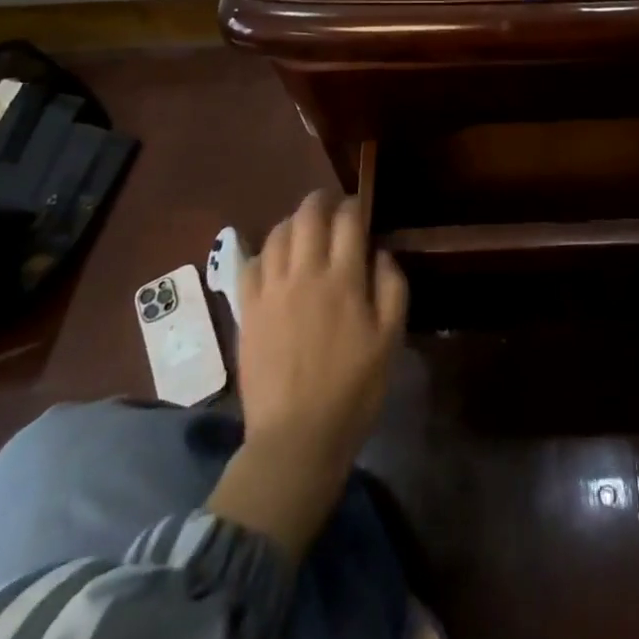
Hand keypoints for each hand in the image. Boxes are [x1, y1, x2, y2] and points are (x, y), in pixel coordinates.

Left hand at [237, 189, 407, 475]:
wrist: (295, 437)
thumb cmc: (353, 390)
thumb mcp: (390, 340)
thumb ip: (391, 288)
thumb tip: (380, 252)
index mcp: (343, 279)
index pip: (347, 220)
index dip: (354, 206)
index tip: (359, 209)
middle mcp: (304, 273)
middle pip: (307, 216)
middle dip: (320, 201)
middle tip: (331, 206)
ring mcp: (270, 290)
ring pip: (277, 234)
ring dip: (293, 223)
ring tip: (303, 230)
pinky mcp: (247, 310)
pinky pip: (249, 265)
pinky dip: (263, 253)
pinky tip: (273, 262)